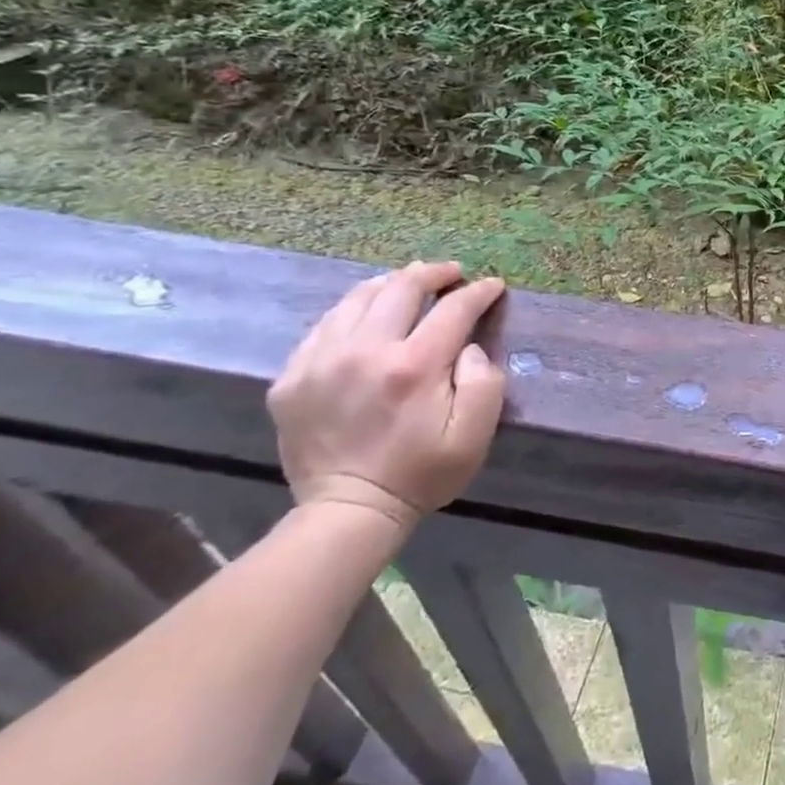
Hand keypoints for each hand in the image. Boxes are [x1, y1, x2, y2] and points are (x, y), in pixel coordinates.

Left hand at [268, 262, 506, 534]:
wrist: (348, 511)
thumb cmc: (421, 473)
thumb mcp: (474, 435)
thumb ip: (484, 382)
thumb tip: (470, 346)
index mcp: (413, 366)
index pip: (453, 308)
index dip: (478, 292)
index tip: (493, 286)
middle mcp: (365, 351)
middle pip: (401, 288)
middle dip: (433, 274)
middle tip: (452, 273)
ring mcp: (321, 362)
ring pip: (357, 298)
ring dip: (390, 284)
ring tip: (409, 283)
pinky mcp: (291, 377)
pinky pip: (325, 325)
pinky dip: (352, 311)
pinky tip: (366, 315)